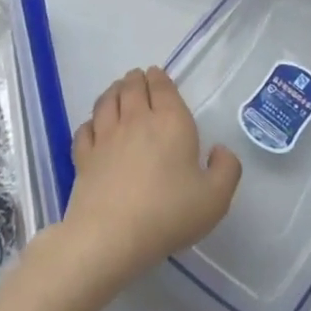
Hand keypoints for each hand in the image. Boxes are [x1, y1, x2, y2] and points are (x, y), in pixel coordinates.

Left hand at [59, 67, 242, 292]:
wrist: (112, 235)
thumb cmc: (169, 213)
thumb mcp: (215, 198)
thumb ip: (226, 169)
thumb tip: (219, 149)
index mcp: (170, 121)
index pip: (162, 87)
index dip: (159, 78)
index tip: (157, 75)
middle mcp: (136, 119)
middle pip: (131, 87)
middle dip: (135, 79)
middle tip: (137, 79)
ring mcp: (105, 136)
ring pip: (106, 101)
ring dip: (113, 91)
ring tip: (117, 91)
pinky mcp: (84, 156)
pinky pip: (85, 129)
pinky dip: (91, 122)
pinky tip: (93, 127)